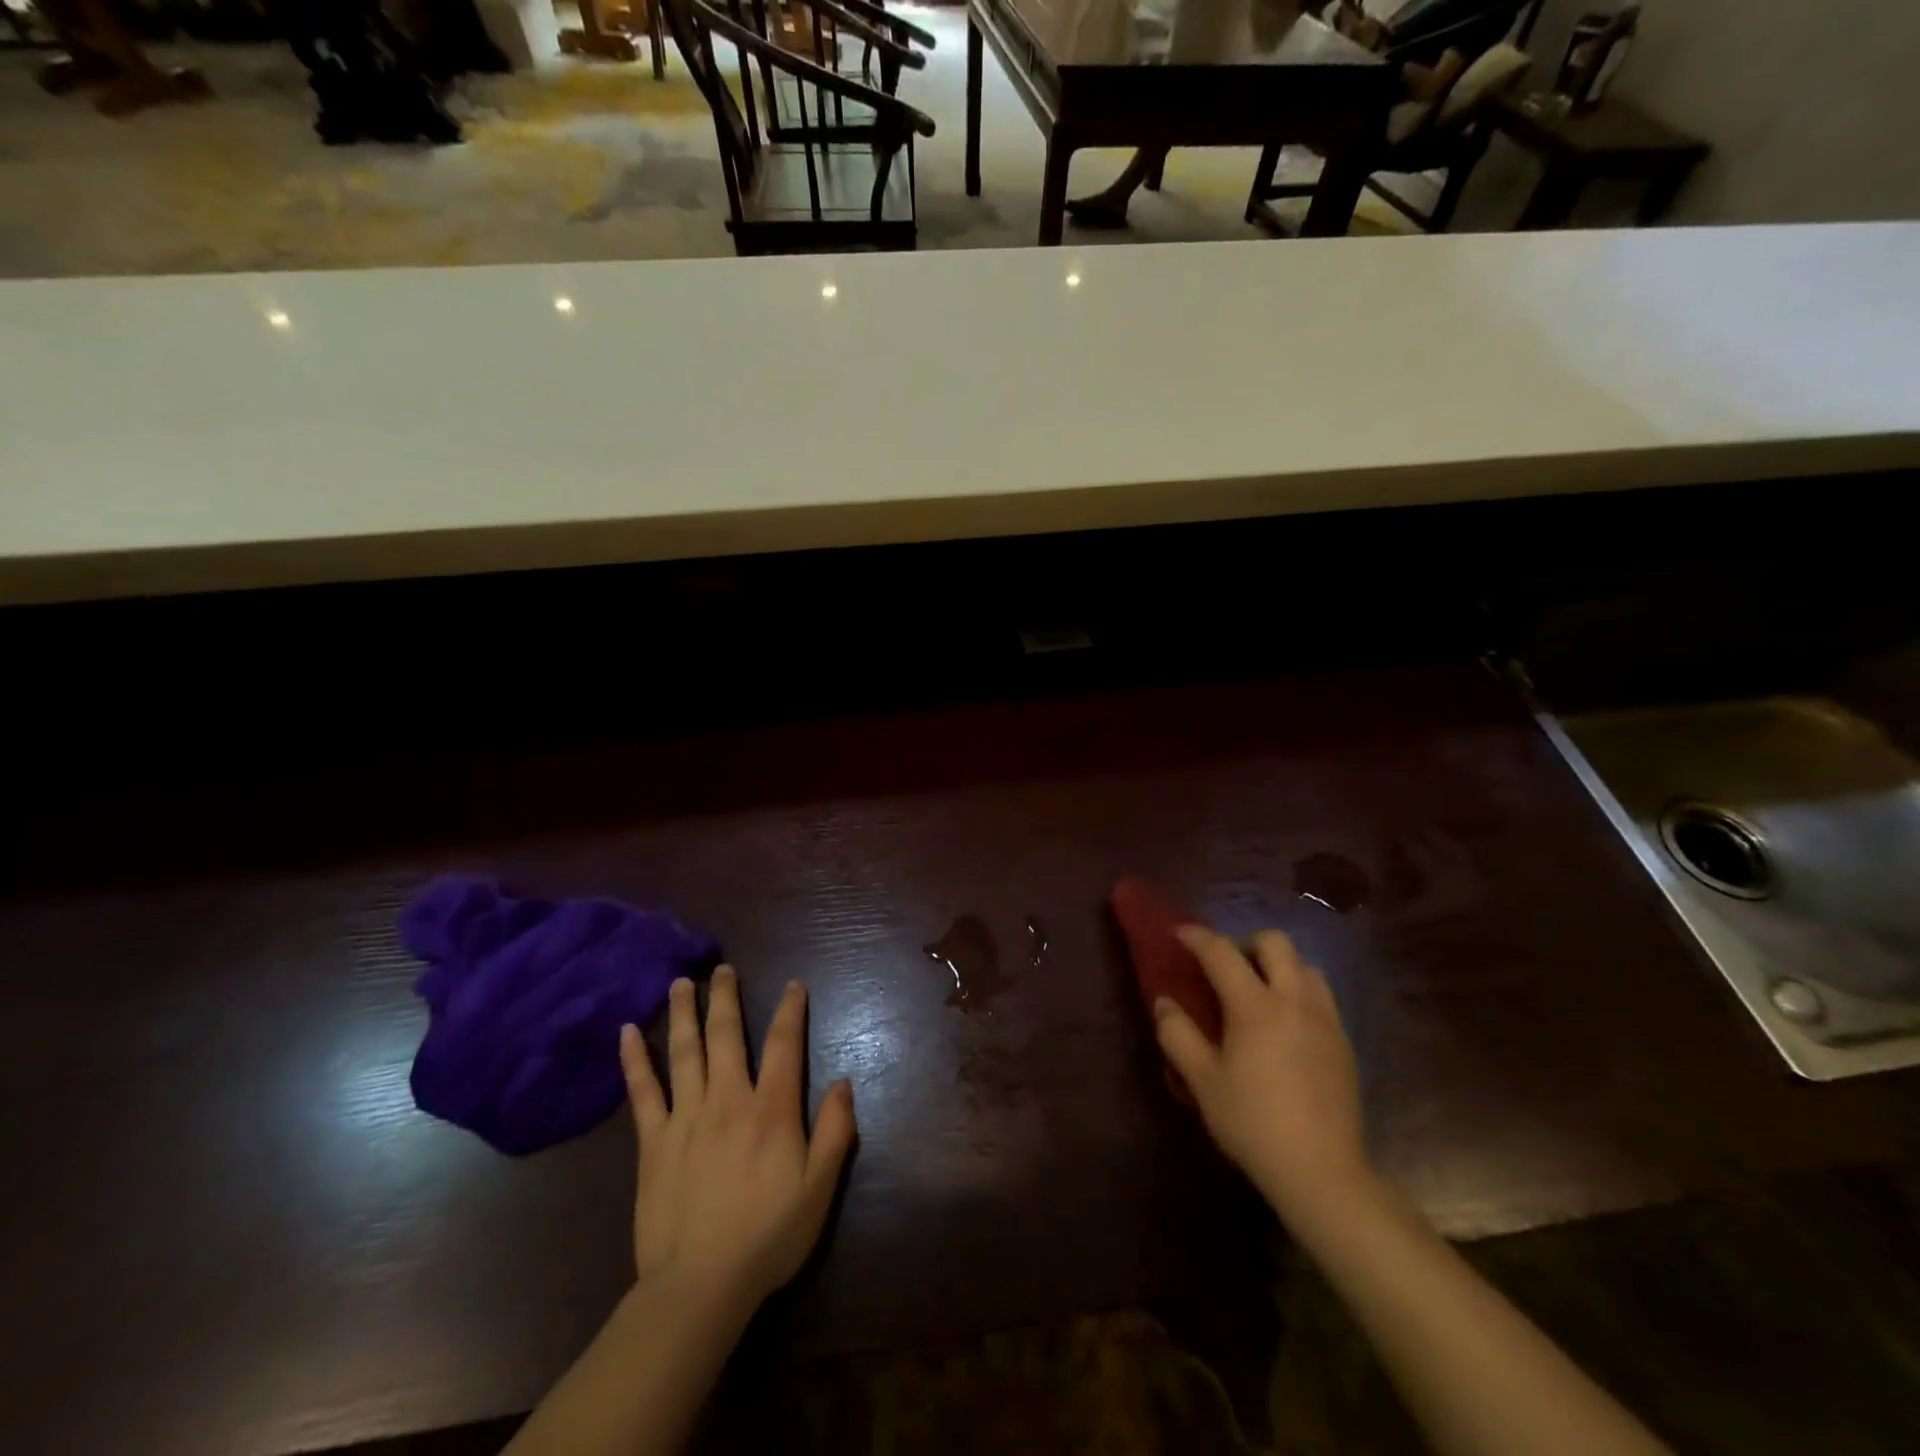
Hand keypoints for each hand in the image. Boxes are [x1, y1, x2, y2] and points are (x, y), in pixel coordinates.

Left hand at [618, 967, 855, 1324]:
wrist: (698, 1287)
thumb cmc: (768, 1236)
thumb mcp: (820, 1188)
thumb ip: (835, 1131)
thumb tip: (843, 1082)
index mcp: (771, 1110)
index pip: (784, 1045)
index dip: (791, 1011)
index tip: (793, 985)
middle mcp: (728, 1100)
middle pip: (727, 1035)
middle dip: (726, 998)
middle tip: (723, 968)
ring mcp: (686, 1118)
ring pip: (684, 1052)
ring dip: (683, 1014)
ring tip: (680, 983)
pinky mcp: (653, 1142)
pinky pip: (642, 1092)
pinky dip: (634, 1060)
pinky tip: (626, 1034)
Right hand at [1153, 925, 1371, 1229]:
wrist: (1322, 1173)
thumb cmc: (1253, 1123)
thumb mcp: (1202, 1081)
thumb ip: (1177, 1034)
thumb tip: (1165, 1002)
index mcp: (1255, 1006)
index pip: (1222, 952)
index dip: (1198, 937)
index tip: (1180, 933)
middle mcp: (1294, 1001)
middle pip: (1276, 943)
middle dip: (1246, 943)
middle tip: (1226, 966)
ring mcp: (1325, 1020)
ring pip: (1305, 965)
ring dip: (1279, 966)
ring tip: (1259, 992)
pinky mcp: (1344, 1043)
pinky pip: (1321, 996)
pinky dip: (1299, 992)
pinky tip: (1285, 1025)